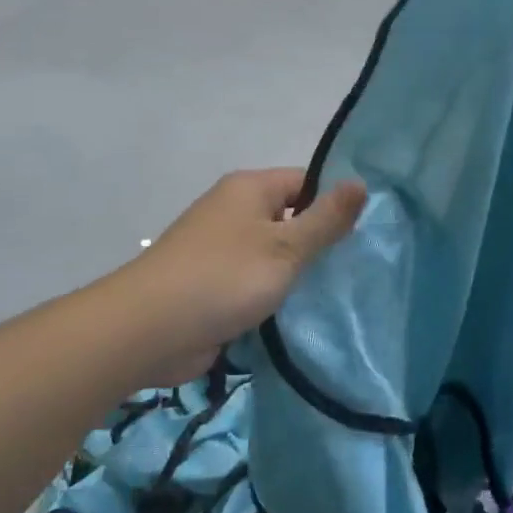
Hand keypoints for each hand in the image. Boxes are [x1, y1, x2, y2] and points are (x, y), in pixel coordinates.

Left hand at [118, 169, 366, 385]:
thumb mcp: (286, 247)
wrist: (149, 330)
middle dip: (319, 243)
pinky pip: (255, 282)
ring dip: (297, 274)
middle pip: (290, 218)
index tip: (364, 234)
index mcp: (249, 189)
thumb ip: (326, 218)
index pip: (306, 182)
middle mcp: (234, 211)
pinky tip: (302, 314)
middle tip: (357, 268)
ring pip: (274, 254)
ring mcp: (221, 249)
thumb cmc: (224, 277)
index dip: (335, 203)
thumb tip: (362, 182)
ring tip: (338, 293)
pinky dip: (275, 295)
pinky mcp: (213, 285)